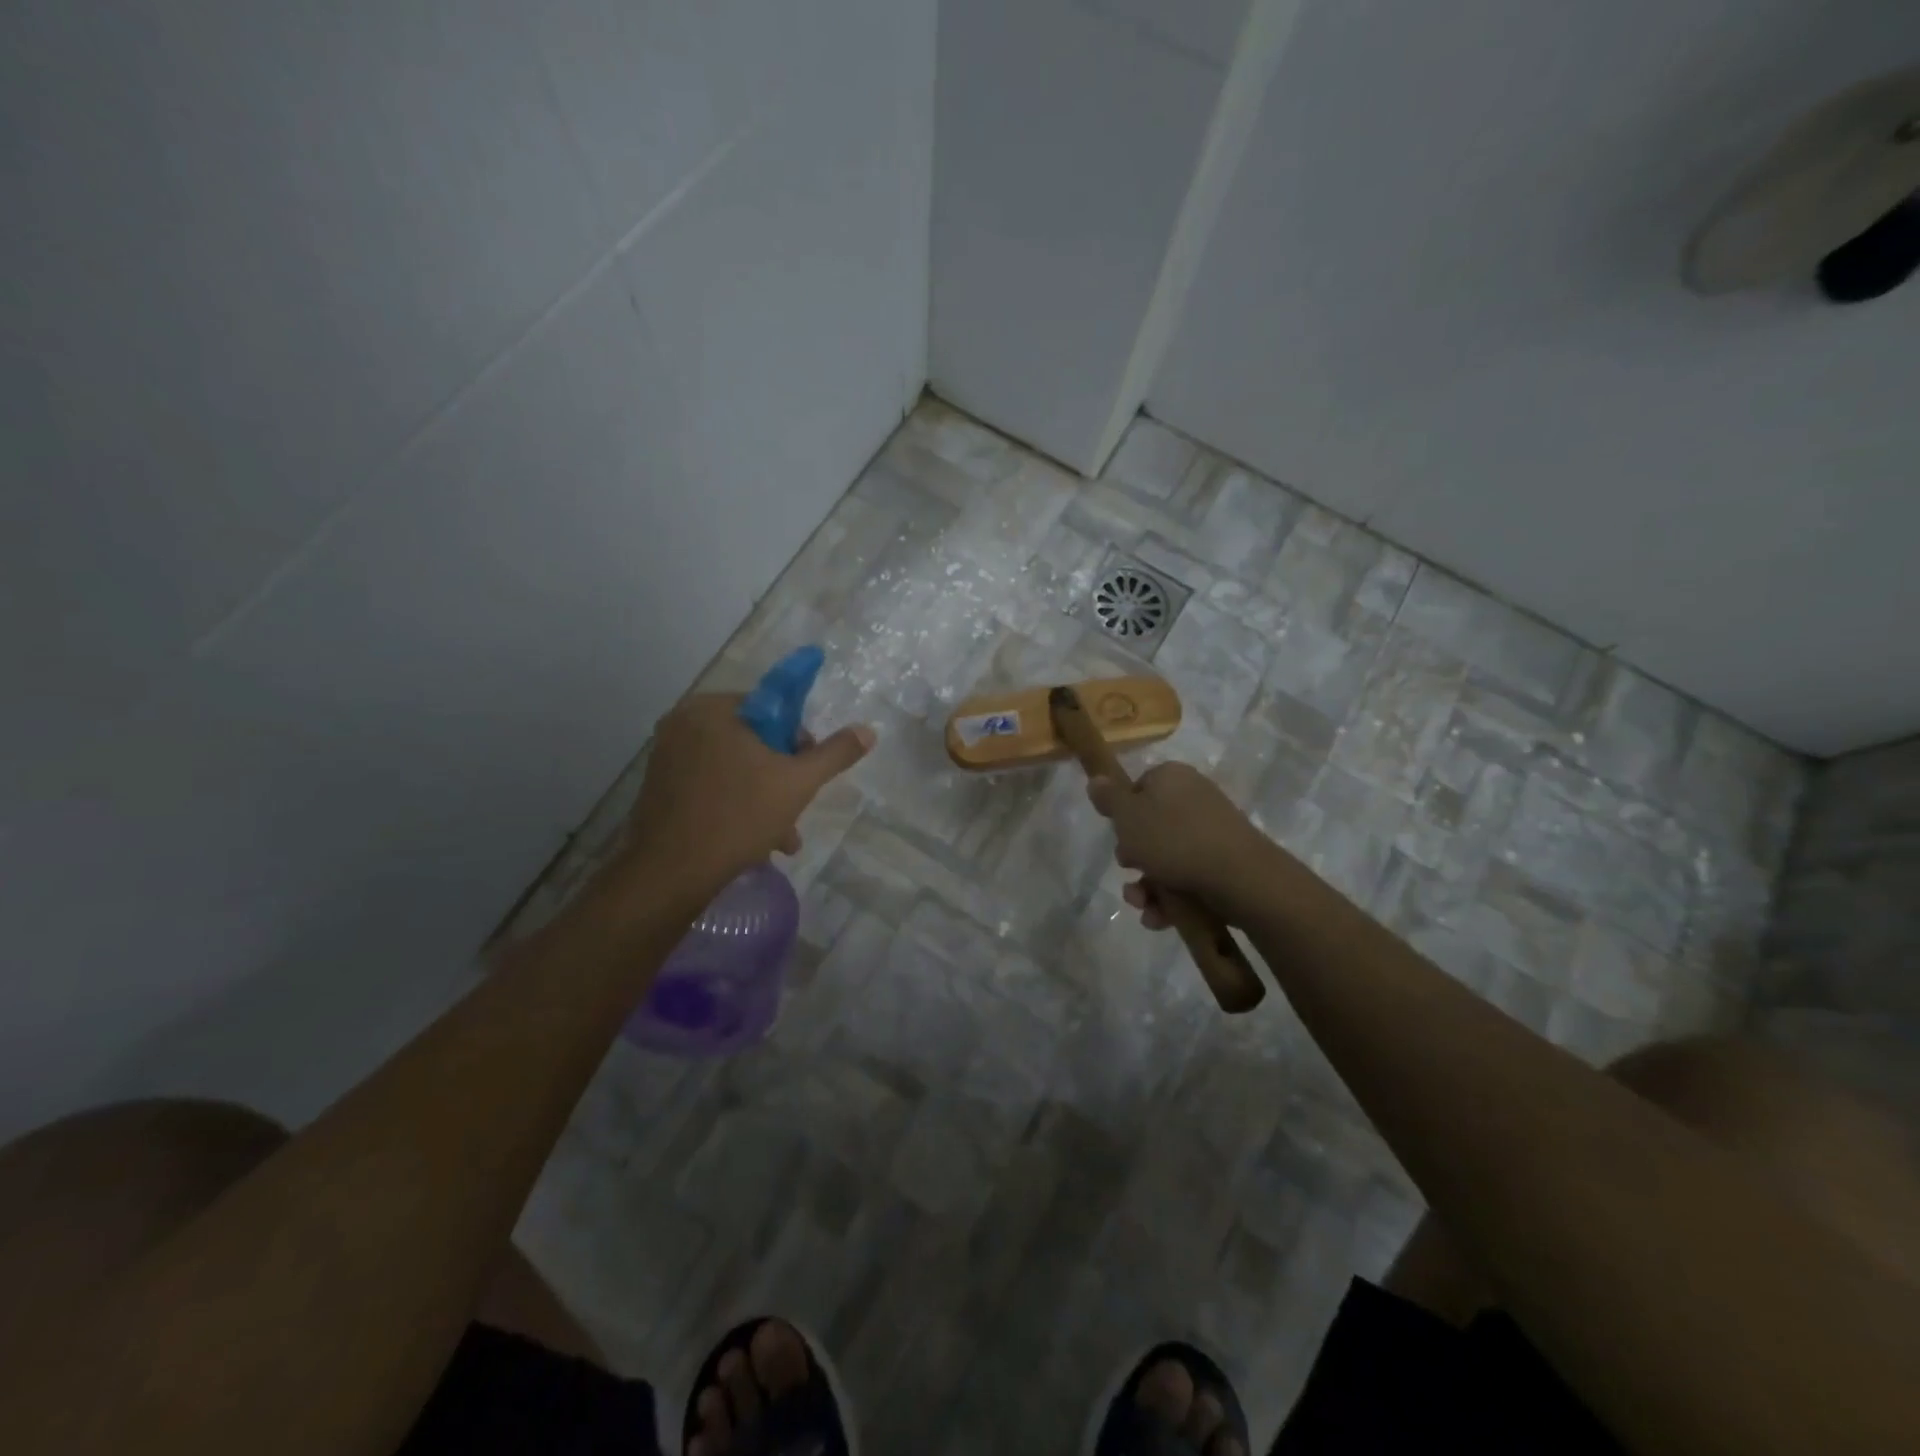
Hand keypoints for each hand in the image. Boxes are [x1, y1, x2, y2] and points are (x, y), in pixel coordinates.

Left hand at [628, 693, 874, 892]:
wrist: (670, 873)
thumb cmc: (737, 816)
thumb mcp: (797, 783)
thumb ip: (834, 754)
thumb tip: (868, 731)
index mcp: (712, 709)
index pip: (772, 709)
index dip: (797, 740)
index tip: (806, 772)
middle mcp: (683, 724)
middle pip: (753, 741)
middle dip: (781, 777)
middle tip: (796, 810)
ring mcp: (667, 756)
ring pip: (733, 768)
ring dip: (763, 799)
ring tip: (782, 838)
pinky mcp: (660, 788)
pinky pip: (711, 786)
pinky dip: (735, 805)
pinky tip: (756, 842)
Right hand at [1086, 761, 1276, 928]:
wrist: (1239, 877)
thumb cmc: (1173, 839)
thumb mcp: (1127, 816)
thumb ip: (1108, 798)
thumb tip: (1096, 778)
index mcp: (1171, 777)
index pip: (1137, 788)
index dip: (1122, 815)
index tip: (1118, 836)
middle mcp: (1193, 797)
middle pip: (1150, 826)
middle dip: (1133, 857)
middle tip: (1128, 869)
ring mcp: (1212, 830)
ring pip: (1167, 857)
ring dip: (1147, 884)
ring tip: (1142, 904)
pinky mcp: (1224, 861)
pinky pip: (1188, 875)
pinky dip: (1171, 897)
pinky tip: (1159, 917)